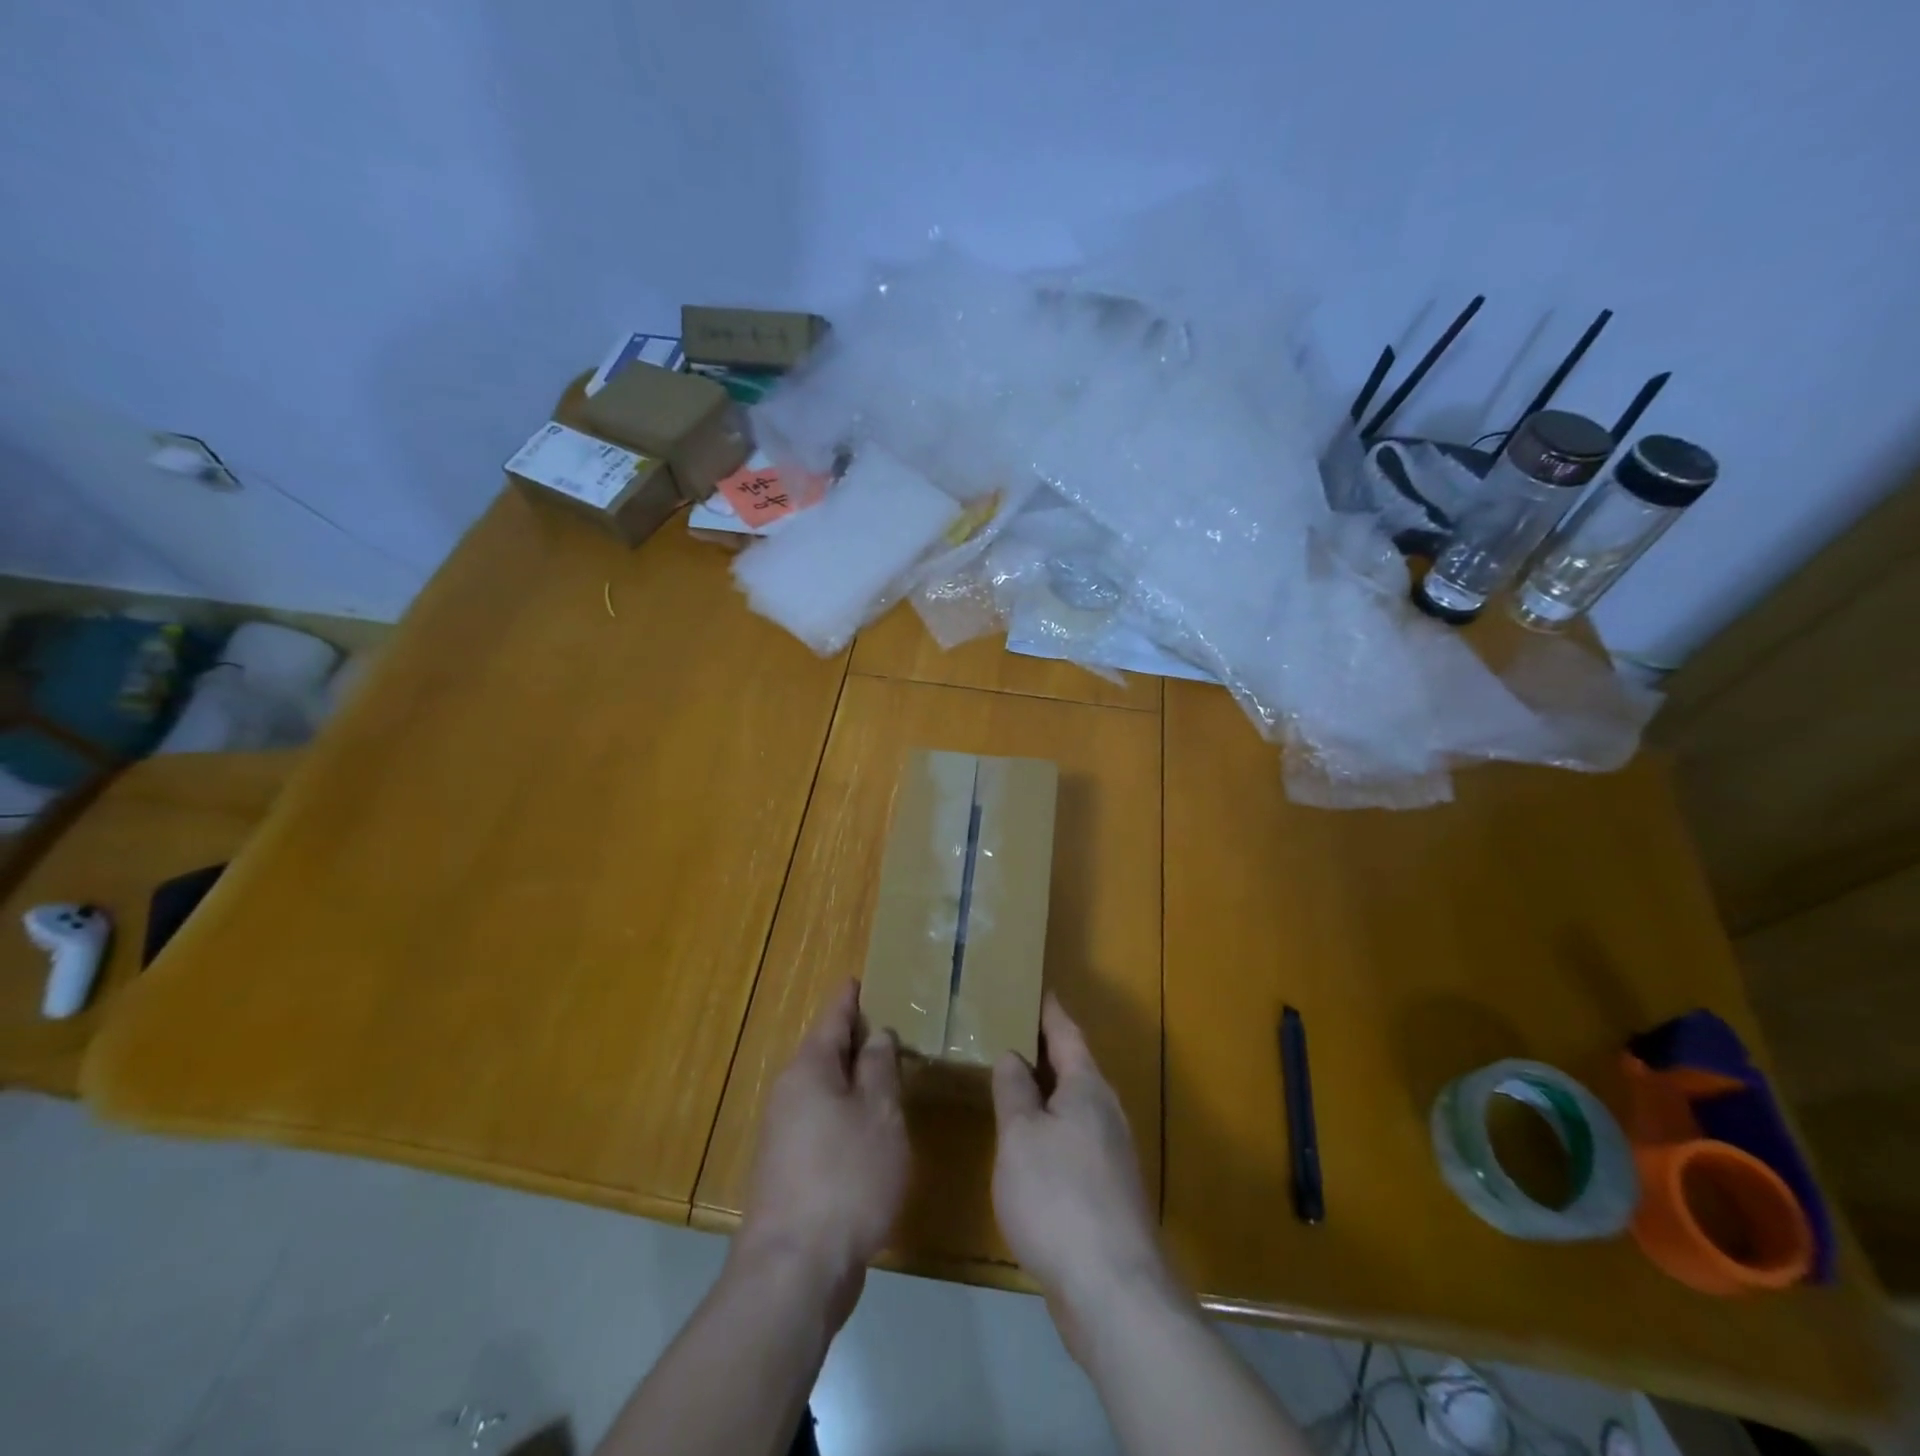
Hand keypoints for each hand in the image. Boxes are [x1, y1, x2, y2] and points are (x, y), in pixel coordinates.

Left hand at [736, 979, 908, 1330]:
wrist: (795, 1270)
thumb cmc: (846, 1178)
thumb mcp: (879, 1116)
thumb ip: (880, 1069)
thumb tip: (876, 1036)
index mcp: (809, 1070)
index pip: (832, 1018)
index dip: (849, 999)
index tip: (859, 979)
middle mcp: (789, 1094)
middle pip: (824, 1053)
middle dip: (853, 1039)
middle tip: (887, 1025)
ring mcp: (784, 1135)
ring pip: (823, 1090)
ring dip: (851, 1079)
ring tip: (885, 1072)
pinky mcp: (788, 1171)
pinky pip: (821, 1121)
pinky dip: (845, 1112)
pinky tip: (868, 1127)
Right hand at [992, 994, 1176, 1354]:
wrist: (1113, 1289)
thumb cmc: (1058, 1197)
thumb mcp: (1020, 1136)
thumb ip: (1014, 1090)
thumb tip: (1013, 1055)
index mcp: (1086, 1087)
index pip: (1066, 1032)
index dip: (1049, 1009)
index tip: (1035, 987)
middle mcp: (1105, 1111)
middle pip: (1074, 1067)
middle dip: (1045, 1050)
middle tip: (1008, 1032)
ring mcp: (1111, 1152)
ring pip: (1074, 1106)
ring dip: (1047, 1092)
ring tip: (1012, 1083)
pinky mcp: (1106, 1190)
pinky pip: (1073, 1139)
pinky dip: (1050, 1128)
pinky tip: (1029, 1144)